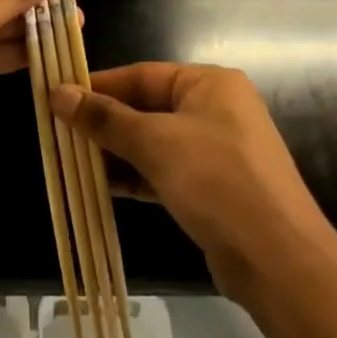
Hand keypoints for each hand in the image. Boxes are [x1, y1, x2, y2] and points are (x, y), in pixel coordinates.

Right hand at [51, 63, 332, 302]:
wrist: (279, 262)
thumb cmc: (216, 181)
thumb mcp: (155, 142)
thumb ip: (105, 118)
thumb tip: (57, 92)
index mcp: (209, 83)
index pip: (141, 75)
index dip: (99, 86)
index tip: (58, 96)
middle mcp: (215, 109)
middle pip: (147, 108)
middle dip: (105, 123)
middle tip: (59, 132)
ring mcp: (216, 151)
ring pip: (154, 142)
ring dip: (116, 152)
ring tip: (71, 160)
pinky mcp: (213, 189)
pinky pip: (165, 171)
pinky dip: (135, 176)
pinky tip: (101, 186)